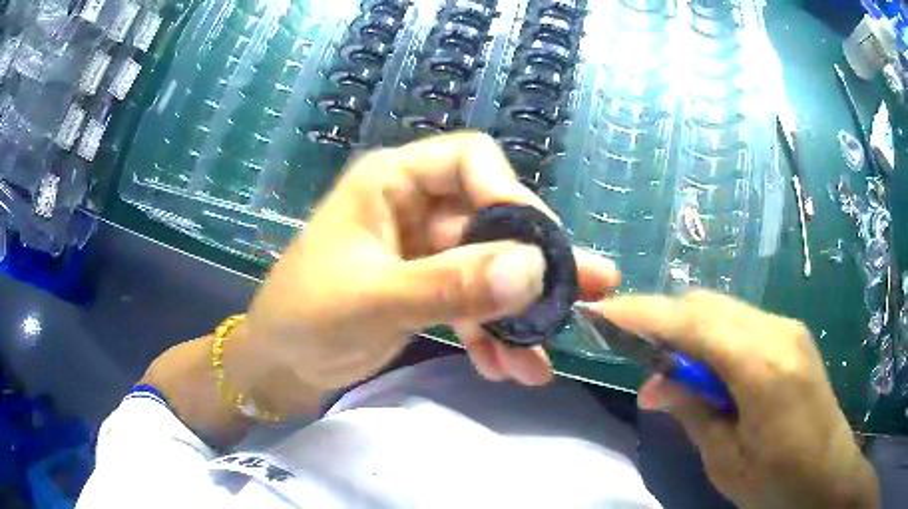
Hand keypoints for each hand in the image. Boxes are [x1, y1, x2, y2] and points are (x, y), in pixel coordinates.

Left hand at [231, 133, 618, 415]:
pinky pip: (473, 303)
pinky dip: (492, 336)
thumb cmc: (304, 318)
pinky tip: (510, 369)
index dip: (509, 194)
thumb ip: (450, 286)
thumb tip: (532, 271)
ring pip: (489, 268)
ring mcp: (423, 253)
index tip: (539, 246)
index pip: (469, 161)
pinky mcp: (427, 291)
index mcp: (392, 182)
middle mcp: (414, 208)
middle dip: (536, 263)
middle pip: (491, 219)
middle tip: (589, 289)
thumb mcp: (373, 300)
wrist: (277, 365)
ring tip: (545, 355)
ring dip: (519, 312)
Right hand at [596, 291, 878, 508]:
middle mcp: (778, 332)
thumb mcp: (726, 461)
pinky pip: (742, 324)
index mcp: (763, 367)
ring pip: (724, 311)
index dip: (646, 314)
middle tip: (637, 357)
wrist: (829, 476)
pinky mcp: (792, 337)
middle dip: (665, 321)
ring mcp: (788, 329)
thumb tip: (654, 386)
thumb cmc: (778, 482)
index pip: (694, 322)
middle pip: (708, 305)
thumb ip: (692, 413)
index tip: (605, 313)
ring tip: (671, 373)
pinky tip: (708, 373)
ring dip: (690, 331)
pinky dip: (714, 338)